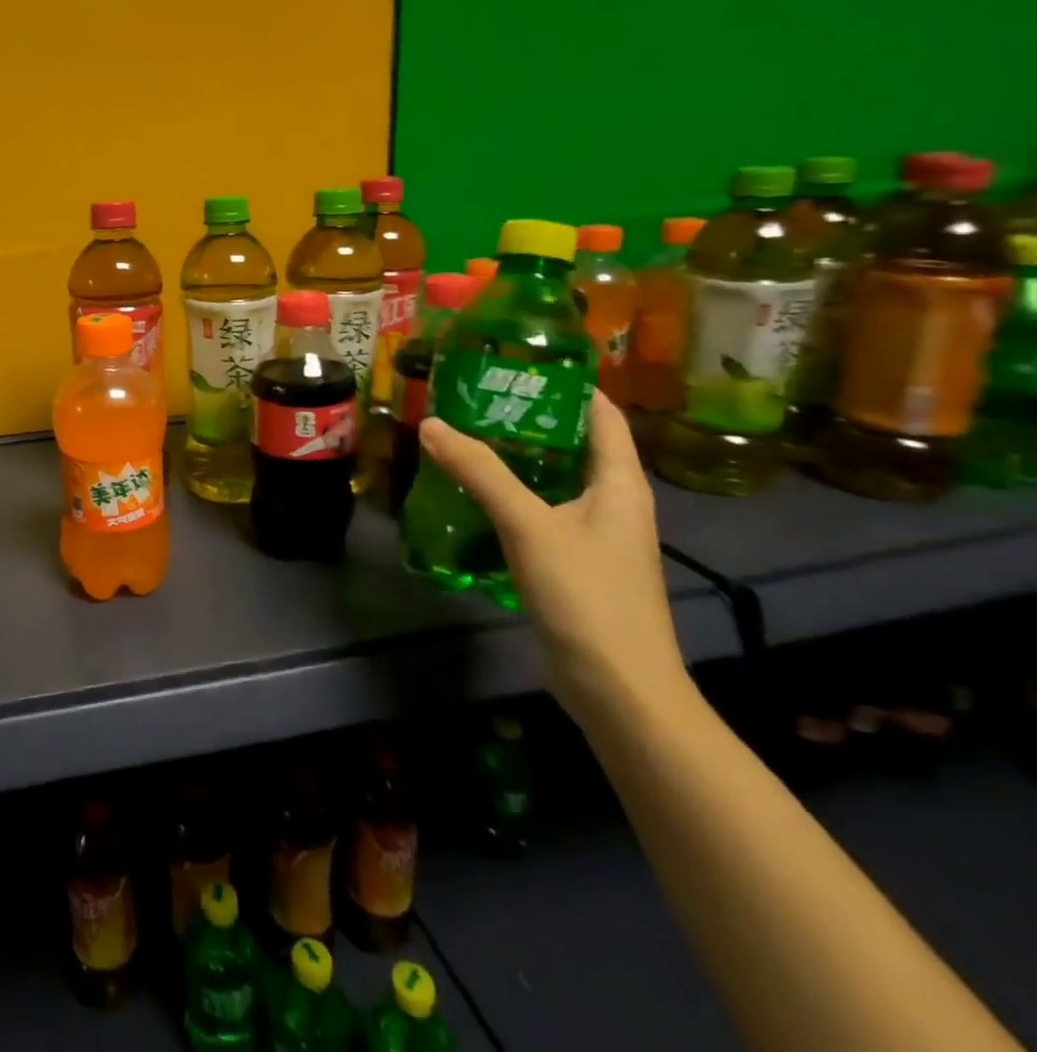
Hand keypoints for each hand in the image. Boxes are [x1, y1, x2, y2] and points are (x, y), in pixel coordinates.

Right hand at [417, 391, 690, 724]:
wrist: (618, 690)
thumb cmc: (588, 597)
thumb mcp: (530, 526)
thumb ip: (481, 474)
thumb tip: (432, 424)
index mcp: (620, 483)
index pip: (600, 415)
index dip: (566, 384)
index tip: (516, 362)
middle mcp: (612, 502)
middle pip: (572, 444)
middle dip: (526, 419)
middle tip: (471, 397)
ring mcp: (594, 536)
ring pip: (552, 480)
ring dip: (513, 459)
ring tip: (462, 437)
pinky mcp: (573, 563)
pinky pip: (540, 512)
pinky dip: (509, 496)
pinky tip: (471, 495)